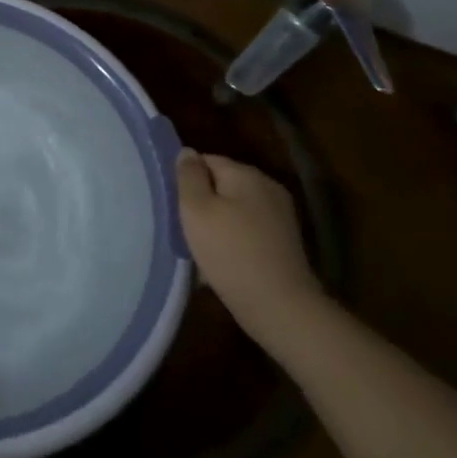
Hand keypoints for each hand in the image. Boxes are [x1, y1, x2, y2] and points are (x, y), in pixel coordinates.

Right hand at [174, 149, 323, 343]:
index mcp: (246, 174)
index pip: (207, 160)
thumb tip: (187, 152)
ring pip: (235, 208)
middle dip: (201, 200)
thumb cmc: (229, 251)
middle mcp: (268, 188)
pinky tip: (221, 258)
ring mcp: (280, 215)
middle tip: (181, 224)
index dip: (186, 178)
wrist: (279, 305)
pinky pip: (248, 229)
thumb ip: (188, 176)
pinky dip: (233, 238)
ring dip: (216, 221)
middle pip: (222, 183)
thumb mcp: (196, 209)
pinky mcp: (283, 241)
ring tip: (198, 244)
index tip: (172, 202)